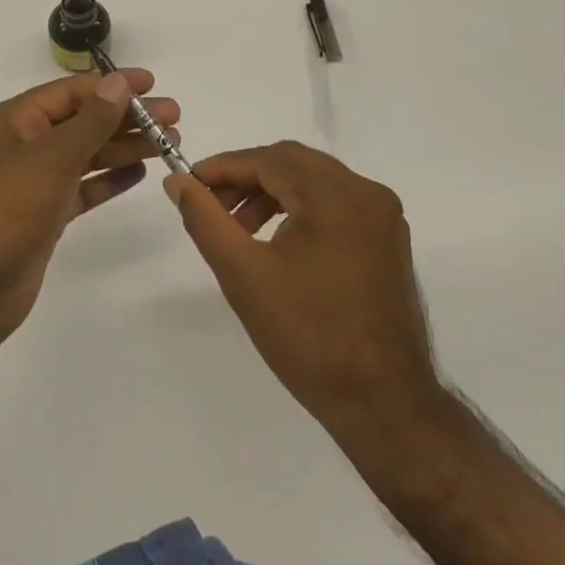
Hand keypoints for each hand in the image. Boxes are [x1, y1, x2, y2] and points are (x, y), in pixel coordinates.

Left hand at [0, 69, 178, 352]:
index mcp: (14, 121)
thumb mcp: (51, 157)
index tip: (152, 84)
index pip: (71, 92)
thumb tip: (118, 83)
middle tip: (173, 118)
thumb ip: (90, 120)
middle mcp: (23, 145)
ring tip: (167, 143)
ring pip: (86, 154)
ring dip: (124, 146)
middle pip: (82, 121)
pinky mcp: (44, 215)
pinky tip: (138, 172)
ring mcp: (33, 182)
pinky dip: (108, 179)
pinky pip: (82, 187)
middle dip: (126, 118)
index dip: (112, 86)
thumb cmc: (6, 210)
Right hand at [167, 141, 444, 453]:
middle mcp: (366, 193)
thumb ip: (205, 219)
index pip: (269, 159)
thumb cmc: (308, 337)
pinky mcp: (387, 240)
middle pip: (293, 163)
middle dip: (247, 178)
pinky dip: (300, 209)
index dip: (224, 167)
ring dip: (272, 192)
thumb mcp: (243, 274)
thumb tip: (177, 181)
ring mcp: (383, 216)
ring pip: (314, 182)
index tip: (189, 182)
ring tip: (238, 227)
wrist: (383, 405)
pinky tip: (276, 240)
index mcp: (336, 195)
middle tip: (210, 204)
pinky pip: (335, 204)